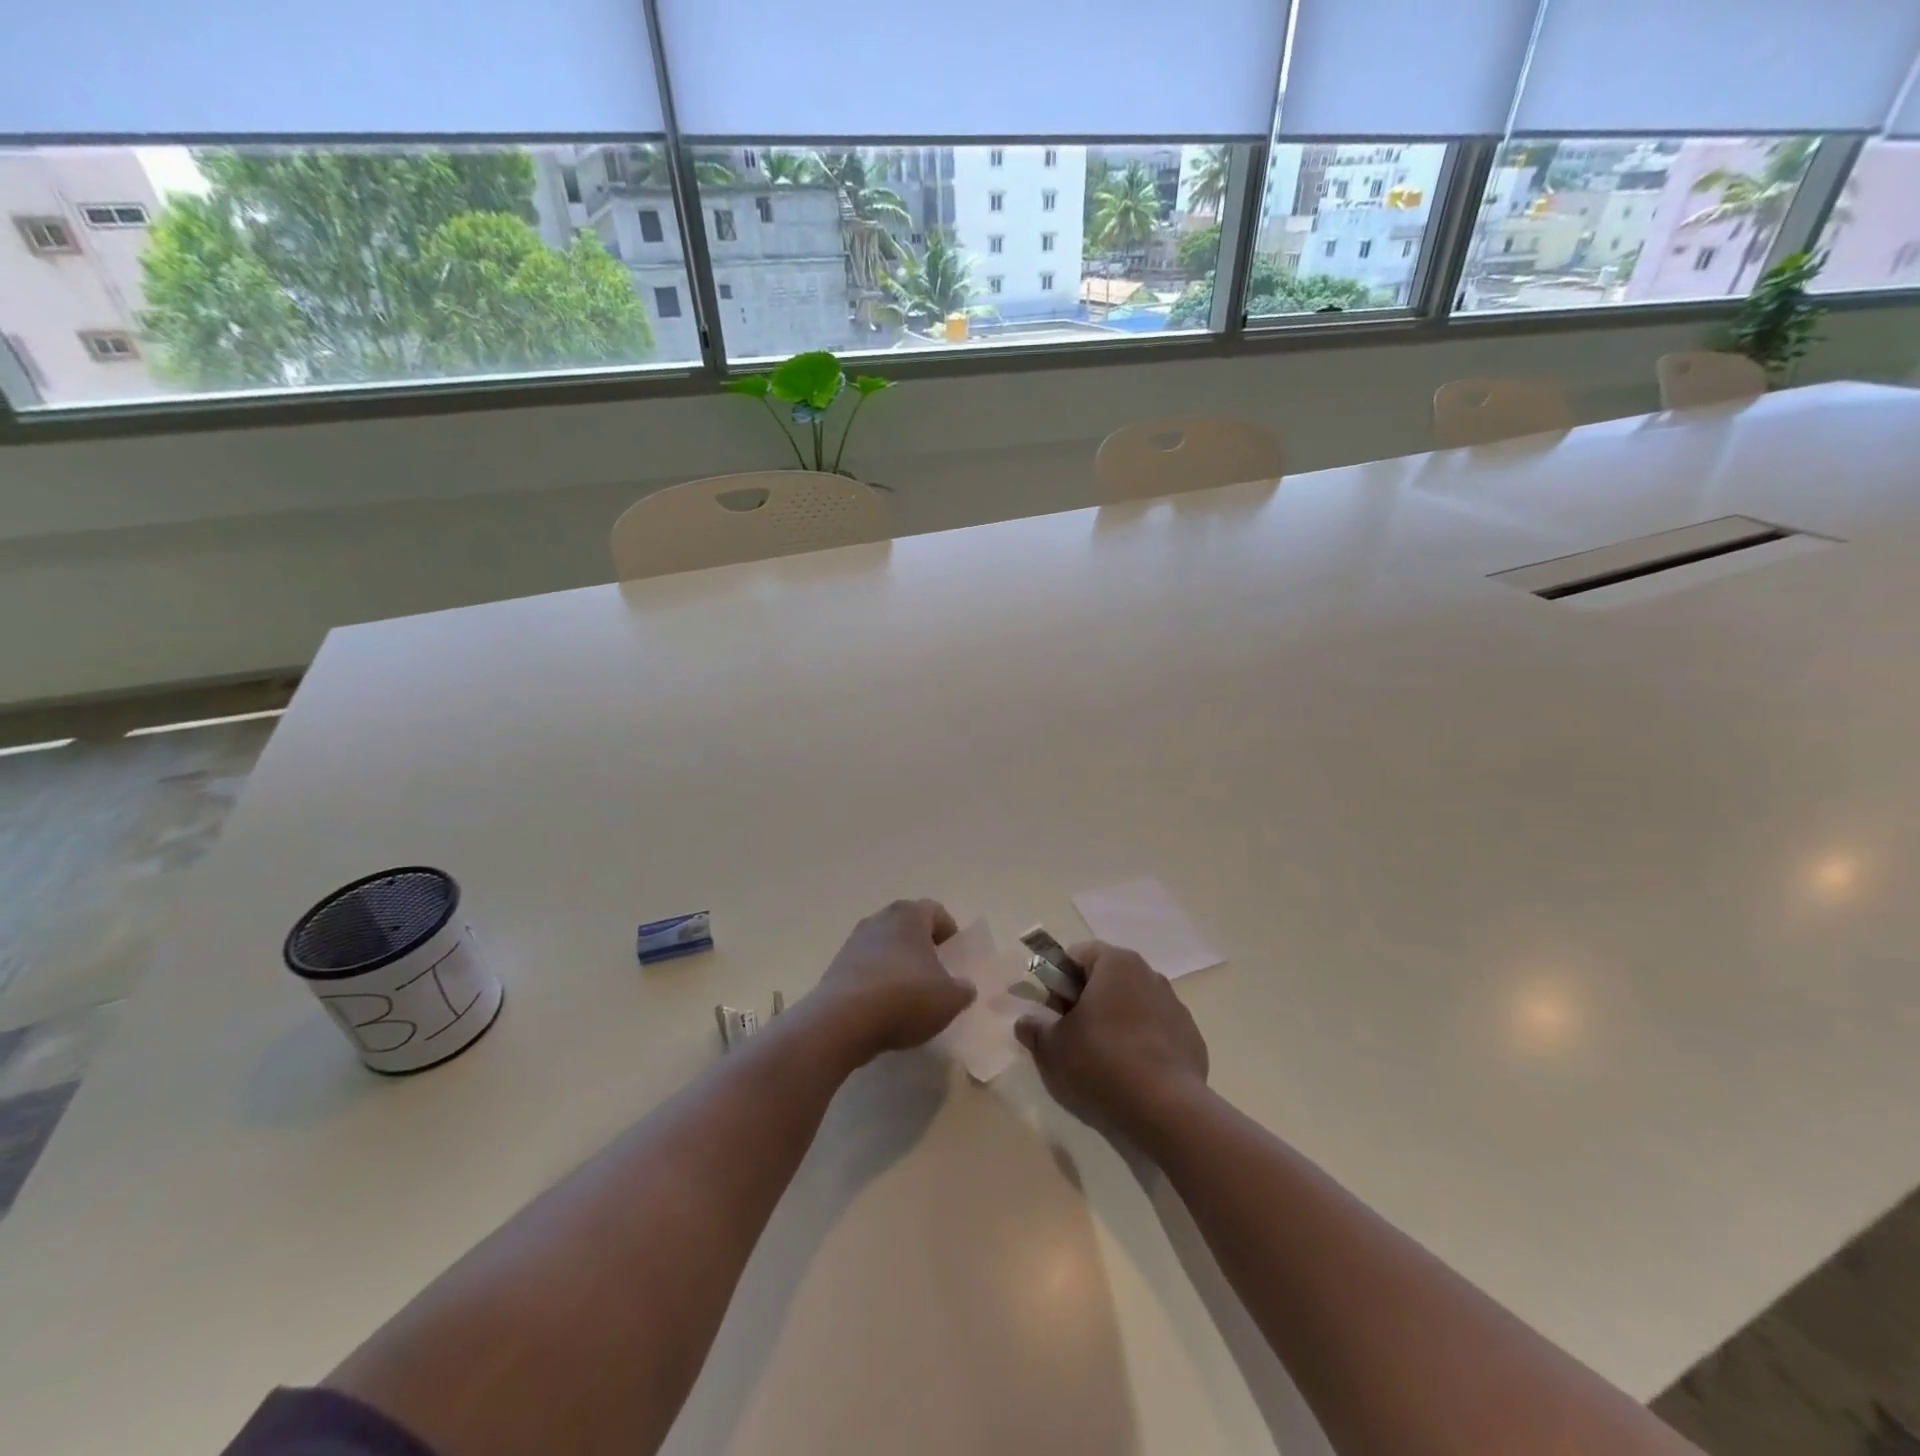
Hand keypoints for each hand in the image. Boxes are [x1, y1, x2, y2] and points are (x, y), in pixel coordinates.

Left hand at [815, 899, 975, 1061]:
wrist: (843, 1020)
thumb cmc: (905, 997)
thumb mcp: (950, 999)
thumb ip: (963, 989)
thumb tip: (963, 986)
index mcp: (910, 915)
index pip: (936, 912)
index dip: (950, 934)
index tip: (955, 960)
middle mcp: (880, 918)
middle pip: (909, 928)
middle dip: (923, 949)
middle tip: (935, 978)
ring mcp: (854, 941)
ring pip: (886, 948)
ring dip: (898, 966)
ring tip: (909, 999)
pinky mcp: (837, 966)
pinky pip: (866, 969)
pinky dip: (877, 983)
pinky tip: (883, 1010)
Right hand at [1016, 941, 1208, 1146]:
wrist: (1166, 1110)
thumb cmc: (1101, 1064)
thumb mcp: (1052, 1048)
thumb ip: (1035, 1029)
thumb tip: (1026, 1023)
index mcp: (1116, 963)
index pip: (1078, 955)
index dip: (1058, 980)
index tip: (1053, 1012)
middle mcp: (1149, 974)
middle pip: (1107, 978)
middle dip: (1086, 1001)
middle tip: (1071, 1036)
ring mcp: (1174, 1006)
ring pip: (1132, 1005)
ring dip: (1114, 1022)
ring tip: (1102, 1060)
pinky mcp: (1190, 1037)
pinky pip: (1155, 1032)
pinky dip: (1140, 1044)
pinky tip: (1131, 1074)